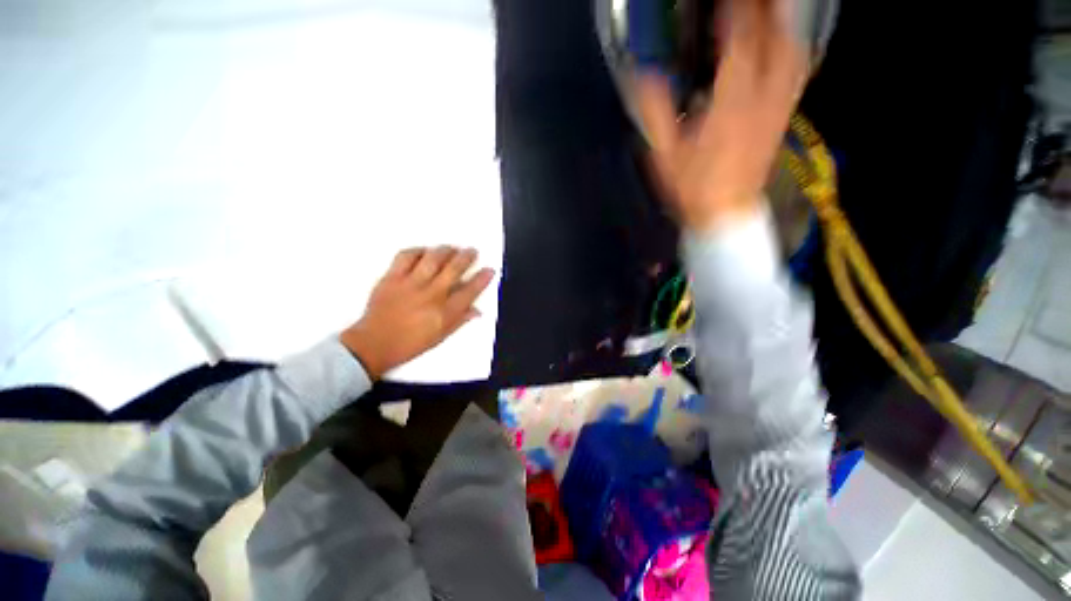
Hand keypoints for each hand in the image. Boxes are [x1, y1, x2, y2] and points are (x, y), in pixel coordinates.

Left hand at [340, 247, 494, 378]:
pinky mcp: (392, 278)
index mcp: (444, 313)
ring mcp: (410, 284)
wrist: (373, 344)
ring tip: (452, 248)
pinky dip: (418, 251)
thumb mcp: (440, 337)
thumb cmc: (409, 344)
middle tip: (472, 251)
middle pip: (454, 269)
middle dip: (467, 257)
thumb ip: (460, 320)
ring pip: (433, 258)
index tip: (489, 270)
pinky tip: (424, 251)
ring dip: (446, 250)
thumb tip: (476, 311)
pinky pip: (406, 256)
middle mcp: (430, 295)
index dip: (482, 278)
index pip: (470, 291)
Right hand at [635, 0, 806, 231]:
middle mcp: (761, 96)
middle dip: (763, 7)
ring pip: (791, 50)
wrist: (725, 214)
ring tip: (771, 8)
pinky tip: (786, 41)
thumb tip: (641, 75)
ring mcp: (777, 106)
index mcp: (729, 102)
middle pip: (773, 36)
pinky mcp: (781, 117)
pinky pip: (796, 73)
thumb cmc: (692, 186)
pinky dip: (793, 48)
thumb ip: (653, 112)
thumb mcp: (663, 153)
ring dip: (783, 21)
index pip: (739, 41)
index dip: (734, 10)